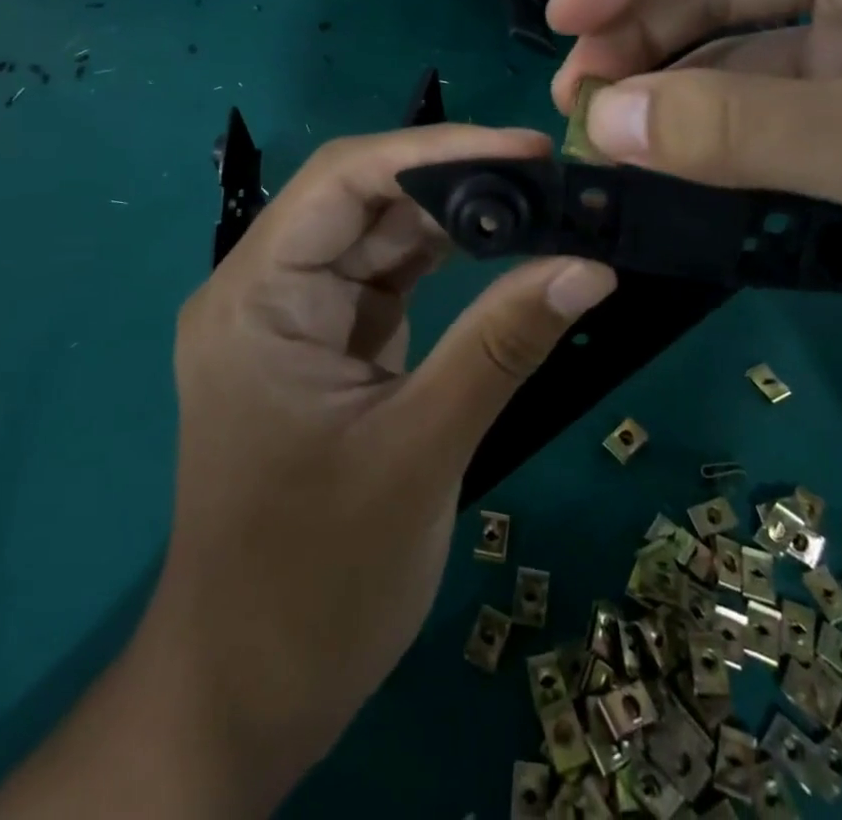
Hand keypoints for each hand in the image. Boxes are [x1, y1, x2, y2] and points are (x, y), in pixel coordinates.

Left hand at [36, 125, 615, 817]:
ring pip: (379, 235)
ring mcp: (297, 317)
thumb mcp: (420, 452)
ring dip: (457, 219)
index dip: (436, 149)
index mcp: (255, 298)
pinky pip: (389, 279)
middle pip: (362, 199)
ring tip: (542, 205)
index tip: (528, 149)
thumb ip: (502, 345)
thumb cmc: (315, 582)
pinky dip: (447, 263)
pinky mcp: (328, 345)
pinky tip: (506, 252)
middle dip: (455, 181)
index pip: (342, 180)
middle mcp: (266, 289)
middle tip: (551, 177)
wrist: (250, 692)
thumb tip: (592, 264)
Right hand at [548, 0, 841, 372]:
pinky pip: (777, 99)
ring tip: (609, 131)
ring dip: (673, 78)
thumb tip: (601, 124)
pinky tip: (676, 159)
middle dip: (641, 25)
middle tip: (578, 97)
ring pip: (745, 39)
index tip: (566, 22)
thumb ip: (742, 130)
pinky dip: (721, 125)